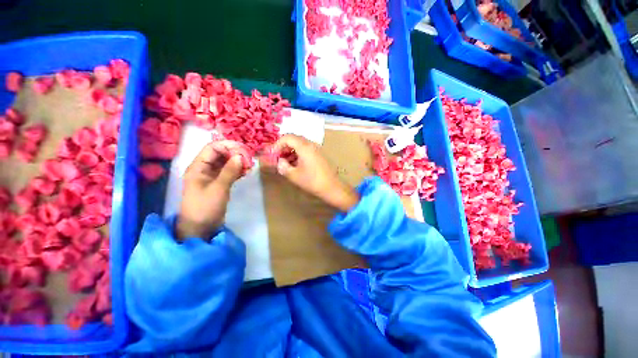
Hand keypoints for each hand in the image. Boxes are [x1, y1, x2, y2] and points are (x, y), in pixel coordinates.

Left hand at [177, 141, 244, 239]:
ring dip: (238, 162)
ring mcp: (212, 176)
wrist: (200, 228)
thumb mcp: (218, 188)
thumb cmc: (205, 207)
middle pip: (220, 154)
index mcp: (198, 167)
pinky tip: (246, 172)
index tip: (244, 151)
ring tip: (250, 167)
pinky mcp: (219, 183)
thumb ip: (229, 171)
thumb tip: (240, 156)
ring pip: (226, 162)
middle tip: (249, 160)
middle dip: (235, 154)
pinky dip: (238, 170)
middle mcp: (204, 168)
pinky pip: (229, 171)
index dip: (228, 146)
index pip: (213, 148)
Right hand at [261, 134, 358, 211]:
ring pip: (300, 145)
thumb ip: (283, 166)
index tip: (272, 155)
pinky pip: (306, 150)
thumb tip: (280, 162)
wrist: (332, 187)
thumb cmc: (312, 181)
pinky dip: (298, 154)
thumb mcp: (294, 175)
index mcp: (304, 147)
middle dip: (283, 147)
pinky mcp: (319, 155)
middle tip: (278, 158)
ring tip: (285, 163)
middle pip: (294, 139)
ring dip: (290, 151)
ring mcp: (316, 149)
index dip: (277, 144)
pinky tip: (295, 165)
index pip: (287, 137)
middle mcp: (311, 144)